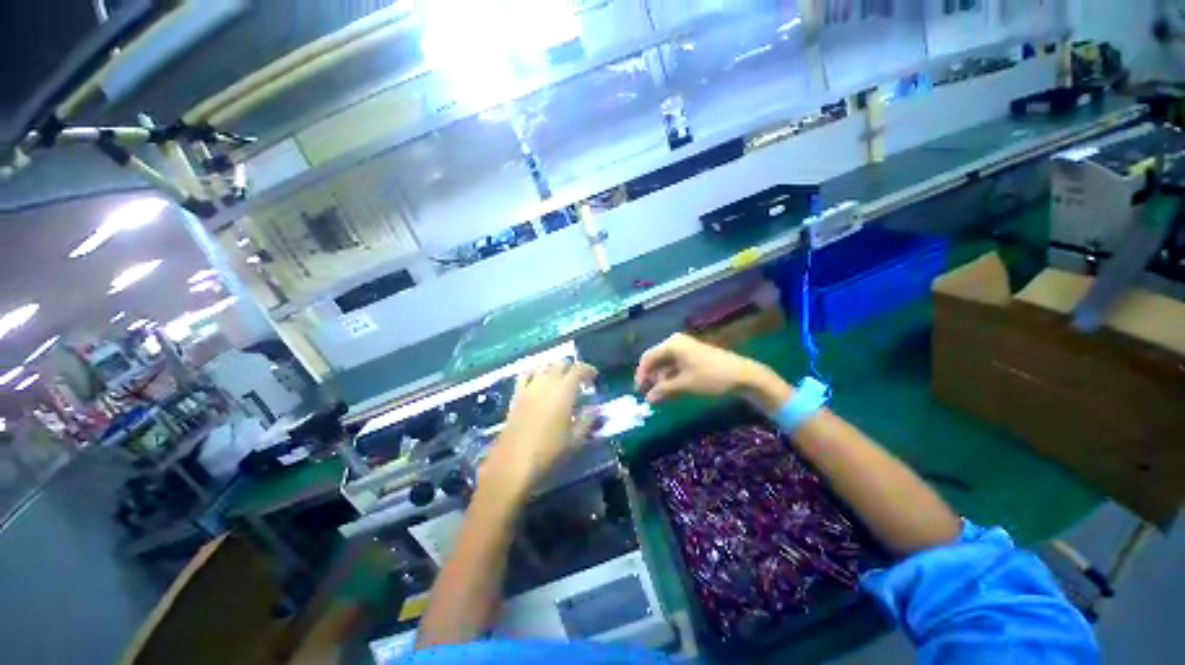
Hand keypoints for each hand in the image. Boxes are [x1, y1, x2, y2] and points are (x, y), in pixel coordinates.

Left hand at [480, 360, 597, 498]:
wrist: (514, 461)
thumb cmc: (549, 450)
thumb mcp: (575, 438)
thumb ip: (588, 419)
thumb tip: (595, 407)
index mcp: (564, 391)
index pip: (579, 369)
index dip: (588, 369)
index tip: (594, 376)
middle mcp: (547, 382)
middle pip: (561, 364)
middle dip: (572, 368)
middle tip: (578, 379)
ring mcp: (530, 387)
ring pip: (544, 366)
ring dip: (555, 368)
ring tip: (560, 378)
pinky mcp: (517, 394)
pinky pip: (526, 375)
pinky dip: (535, 372)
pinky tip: (537, 377)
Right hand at [634, 333, 791, 410]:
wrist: (743, 375)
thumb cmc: (711, 377)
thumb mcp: (684, 384)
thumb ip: (663, 390)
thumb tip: (648, 398)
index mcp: (672, 344)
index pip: (648, 357)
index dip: (641, 374)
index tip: (638, 391)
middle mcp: (676, 343)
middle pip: (656, 359)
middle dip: (650, 377)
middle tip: (647, 394)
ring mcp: (686, 348)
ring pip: (665, 363)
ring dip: (660, 378)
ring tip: (658, 395)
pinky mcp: (694, 356)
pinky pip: (675, 365)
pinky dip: (670, 377)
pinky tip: (669, 390)